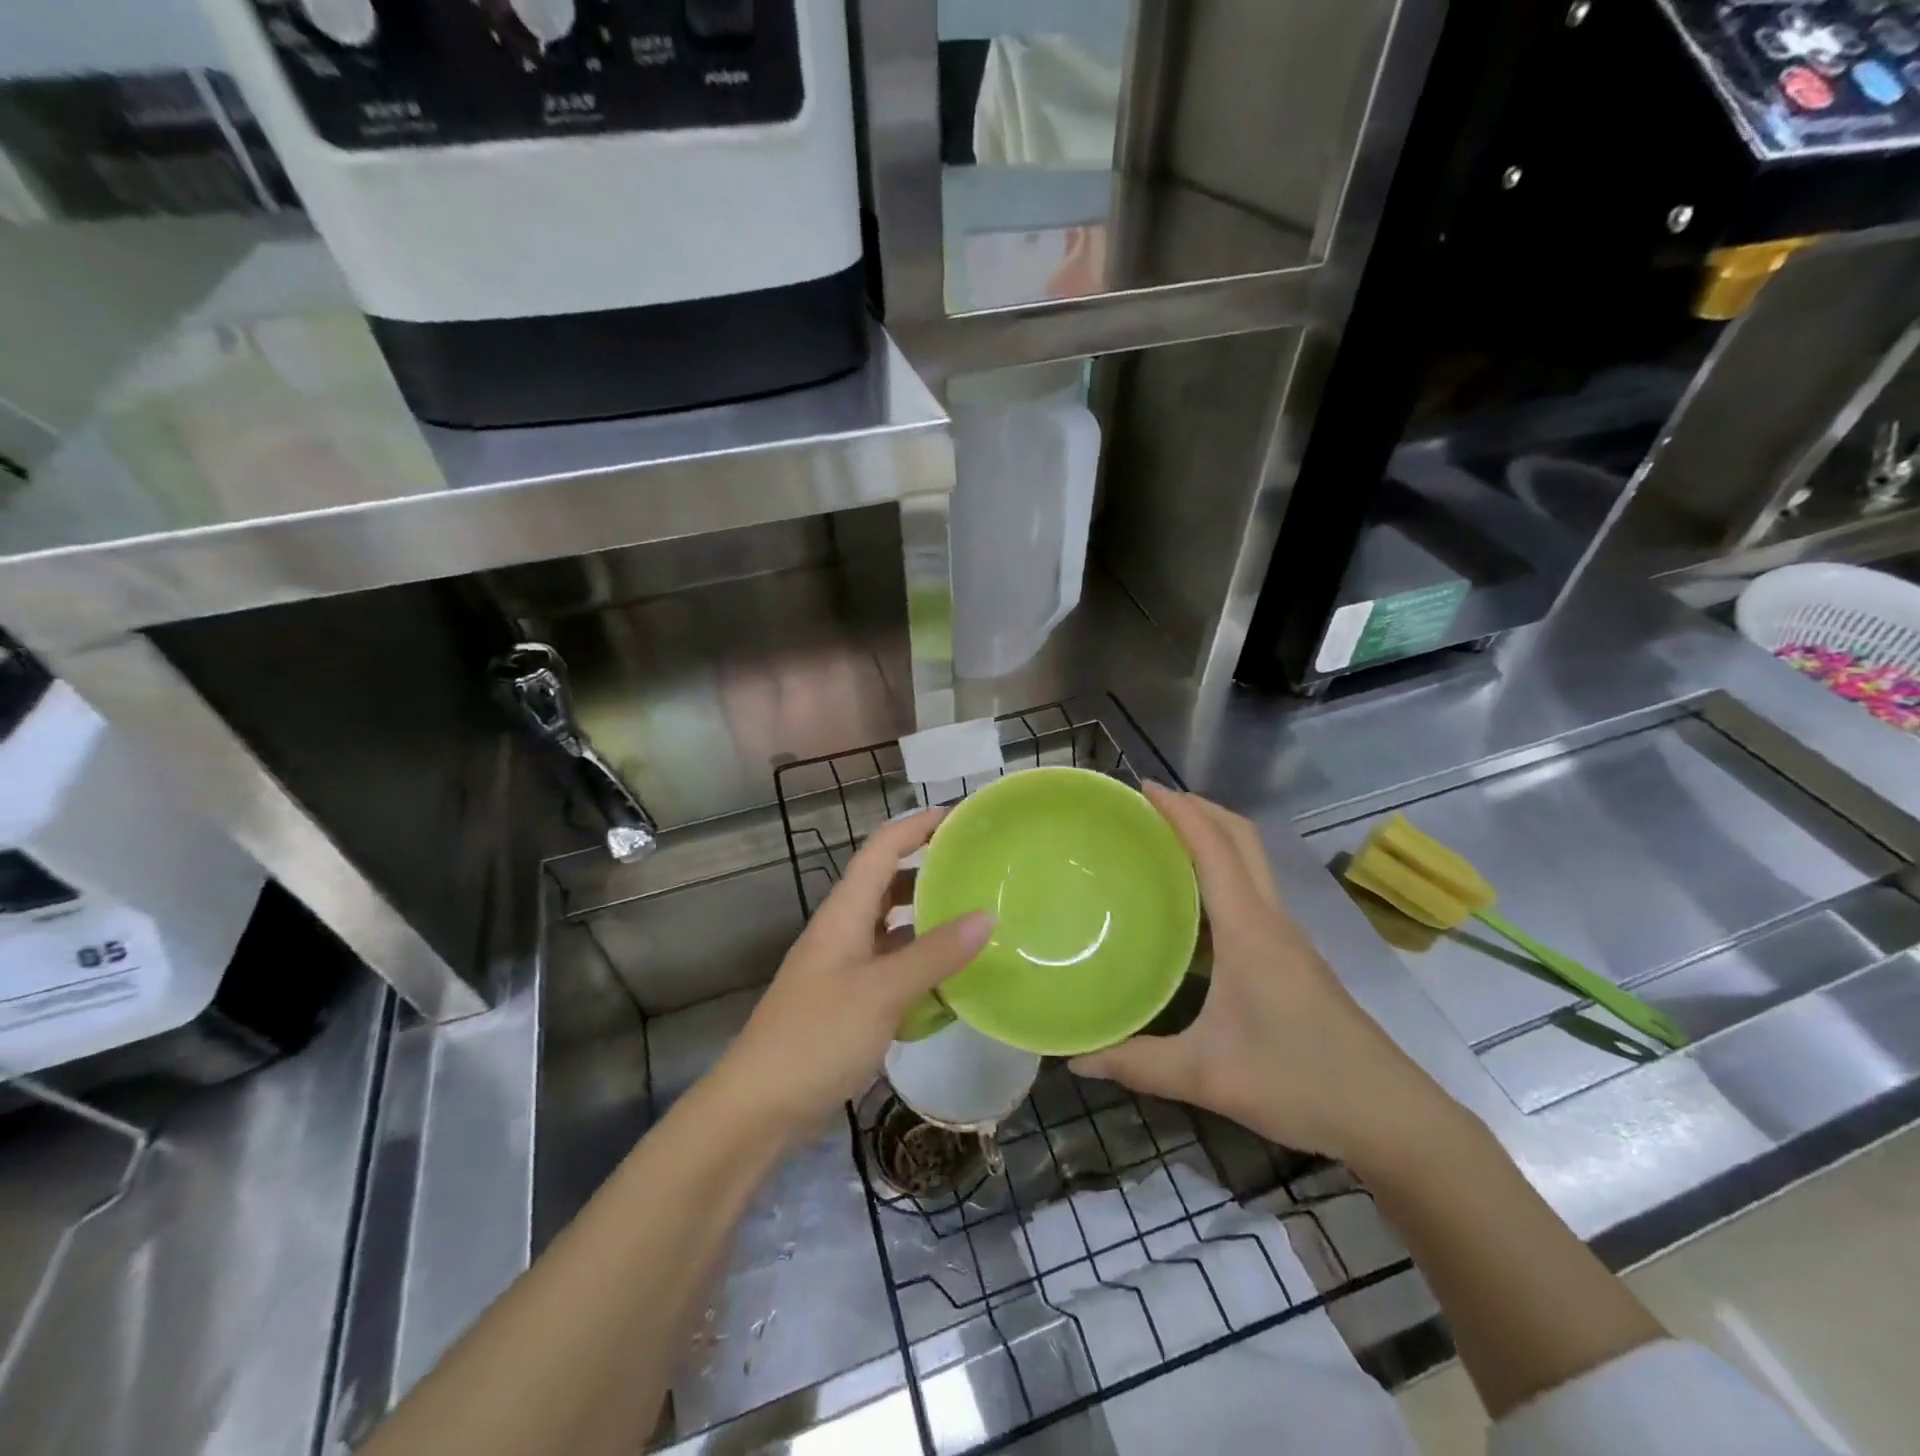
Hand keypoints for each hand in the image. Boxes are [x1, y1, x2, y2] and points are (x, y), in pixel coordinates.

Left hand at [713, 808, 993, 1140]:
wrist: (758, 1108)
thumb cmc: (816, 1037)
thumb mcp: (882, 993)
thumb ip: (934, 955)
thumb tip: (987, 916)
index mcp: (844, 913)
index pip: (882, 848)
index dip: (917, 825)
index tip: (961, 816)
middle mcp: (844, 930)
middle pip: (888, 883)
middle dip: (929, 870)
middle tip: (979, 871)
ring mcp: (845, 967)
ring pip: (892, 927)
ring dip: (928, 920)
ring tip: (976, 920)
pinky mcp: (849, 1000)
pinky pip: (892, 967)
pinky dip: (921, 964)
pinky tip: (953, 980)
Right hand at [1069, 783, 1460, 1169]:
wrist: (1390, 1116)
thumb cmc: (1300, 1082)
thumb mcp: (1208, 1076)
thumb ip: (1137, 1064)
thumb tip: (1076, 1059)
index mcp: (1250, 930)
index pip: (1214, 848)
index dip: (1180, 810)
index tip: (1142, 787)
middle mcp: (1271, 920)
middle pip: (1241, 838)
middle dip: (1199, 809)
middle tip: (1150, 805)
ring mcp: (1287, 937)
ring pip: (1251, 863)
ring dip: (1212, 837)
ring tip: (1162, 842)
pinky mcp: (1292, 957)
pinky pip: (1253, 892)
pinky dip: (1222, 873)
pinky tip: (1192, 906)